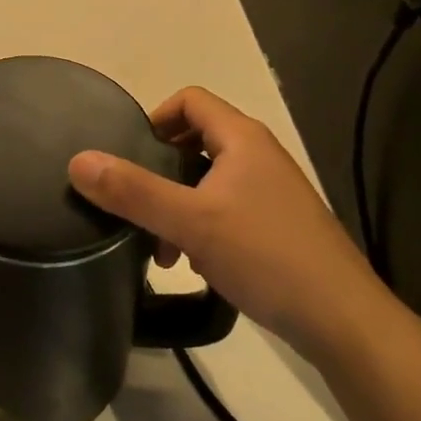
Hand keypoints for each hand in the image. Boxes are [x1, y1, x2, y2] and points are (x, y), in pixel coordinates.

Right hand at [68, 86, 384, 354]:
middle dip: (162, 171)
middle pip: (197, 141)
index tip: (130, 156)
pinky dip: (204, 226)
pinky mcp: (280, 225)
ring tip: (164, 251)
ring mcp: (273, 191)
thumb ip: (133, 191)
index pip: (190, 100)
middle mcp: (259, 154)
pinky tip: (197, 266)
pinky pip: (229, 209)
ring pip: (211, 181)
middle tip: (139, 207)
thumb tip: (78, 161)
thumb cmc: (265, 255)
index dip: (155, 118)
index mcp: (242, 138)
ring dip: (180, 205)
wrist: (343, 320)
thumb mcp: (190, 222)